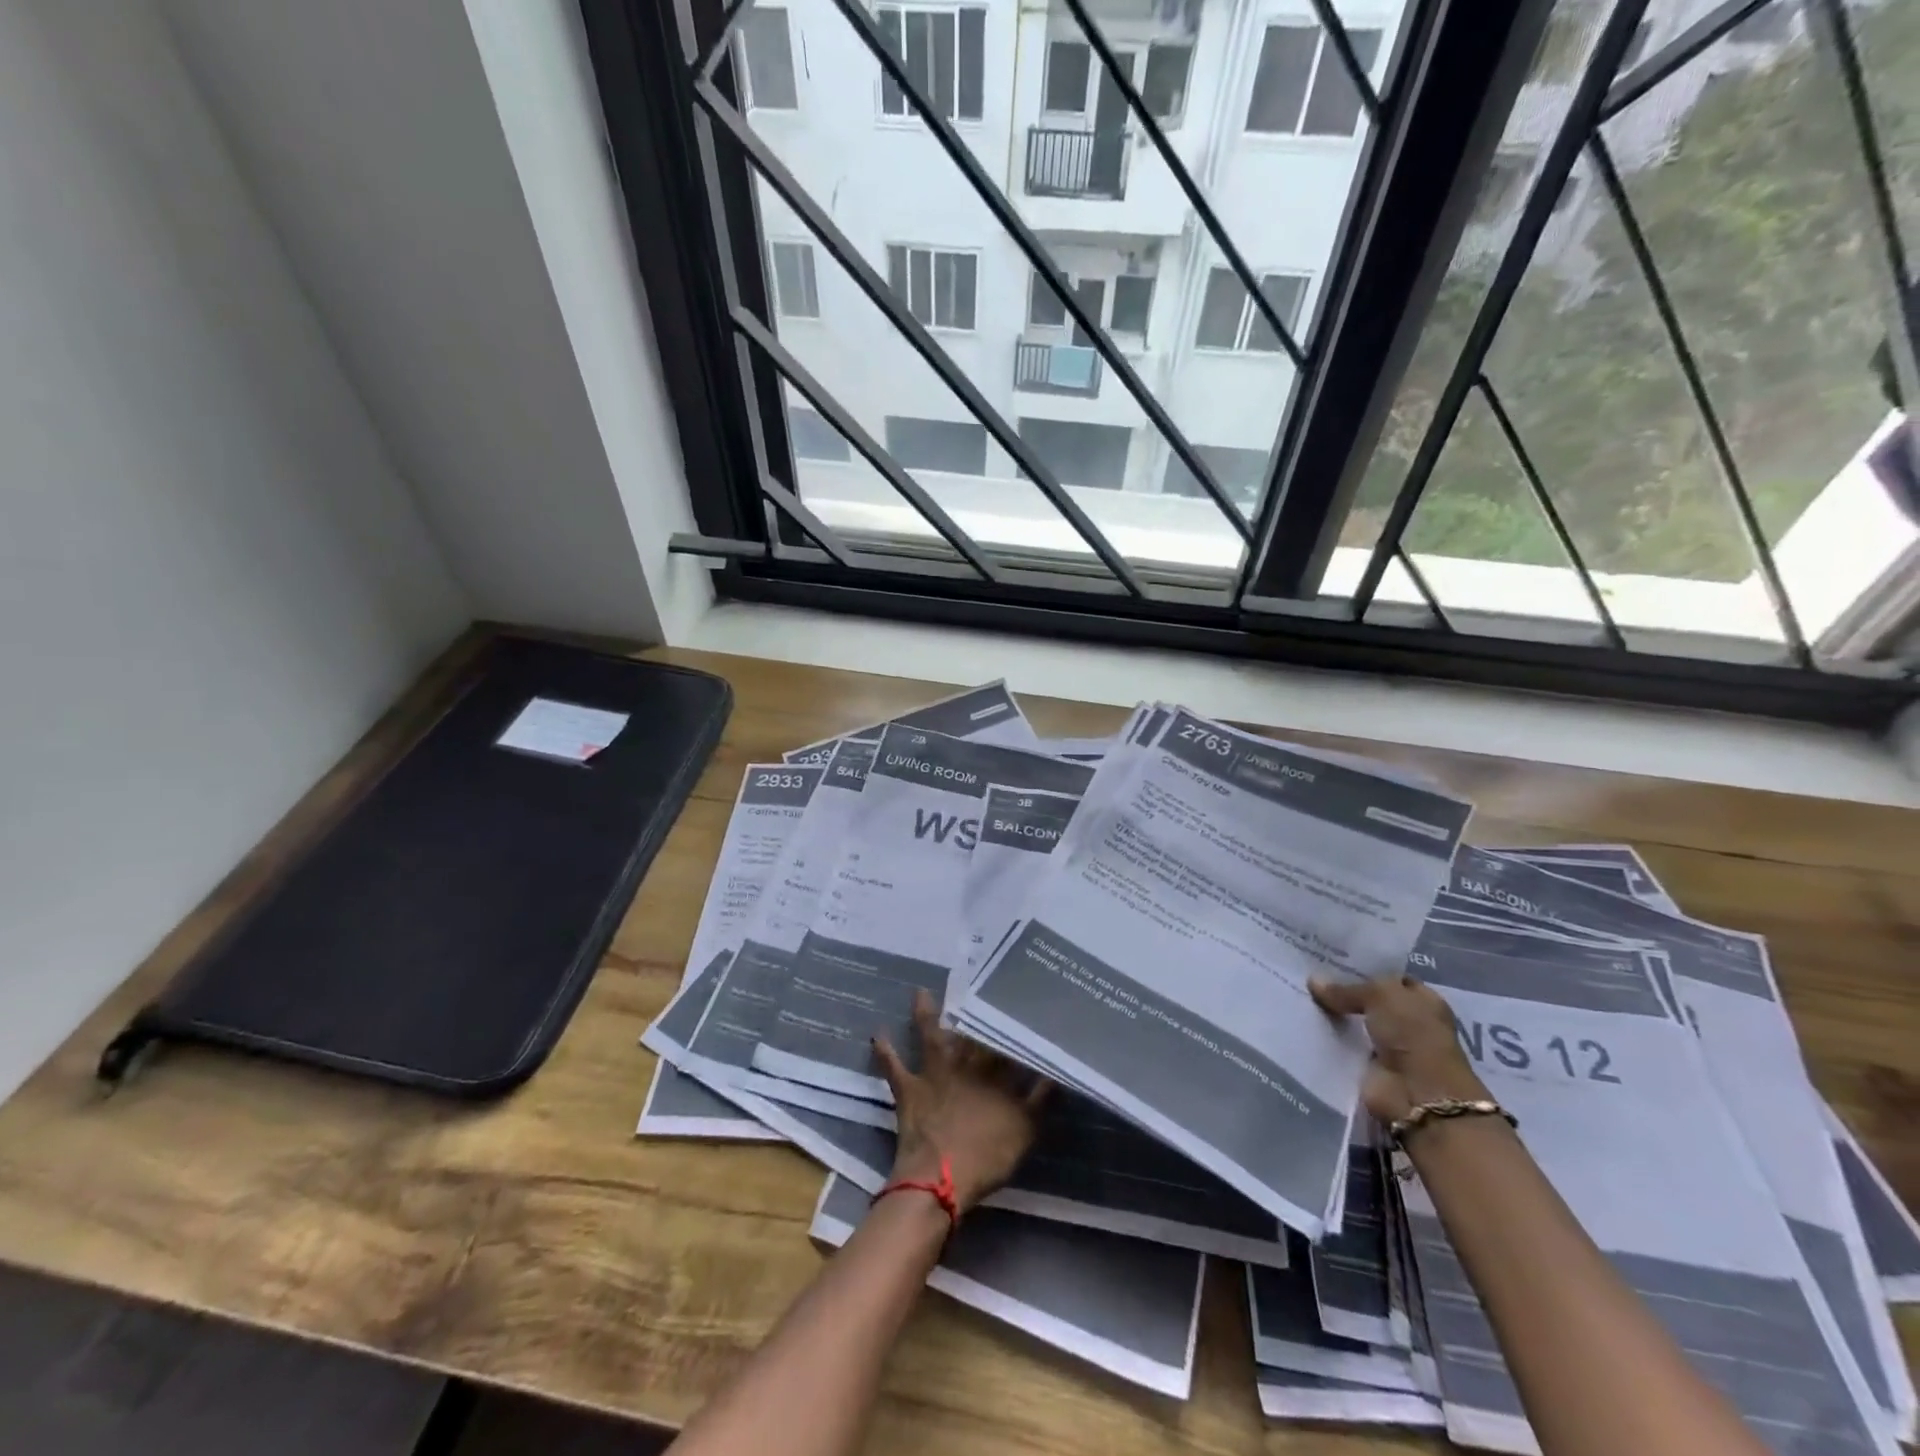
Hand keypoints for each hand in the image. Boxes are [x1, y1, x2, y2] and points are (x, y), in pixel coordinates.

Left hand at [873, 990, 1050, 1213]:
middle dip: (971, 1009)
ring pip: (931, 1036)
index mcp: (994, 1073)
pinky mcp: (909, 1088)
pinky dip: (884, 1050)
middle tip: (970, 984)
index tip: (1013, 1001)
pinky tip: (877, 1032)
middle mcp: (965, 1064)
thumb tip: (1055, 1068)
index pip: (1004, 1041)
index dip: (1009, 1022)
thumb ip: (1041, 1098)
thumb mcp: (1026, 1129)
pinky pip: (893, 1065)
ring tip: (920, 990)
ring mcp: (935, 1073)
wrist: (941, 1177)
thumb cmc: (987, 1156)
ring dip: (925, 1014)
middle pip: (969, 1033)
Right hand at [1309, 972, 1488, 1123]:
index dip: (1363, 969)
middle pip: (1368, 1001)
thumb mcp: (1380, 995)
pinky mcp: (1368, 1067)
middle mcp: (1407, 1022)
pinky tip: (1301, 1023)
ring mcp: (1388, 1046)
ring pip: (1353, 1022)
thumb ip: (1346, 989)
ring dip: (1331, 1015)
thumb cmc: (1412, 1035)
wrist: (1417, 1093)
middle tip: (1305, 974)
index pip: (1389, 978)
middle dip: (1341, 991)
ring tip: (1297, 995)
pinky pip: (1343, 1046)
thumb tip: (1314, 981)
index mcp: (1422, 1000)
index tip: (1329, 960)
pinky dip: (1327, 1039)